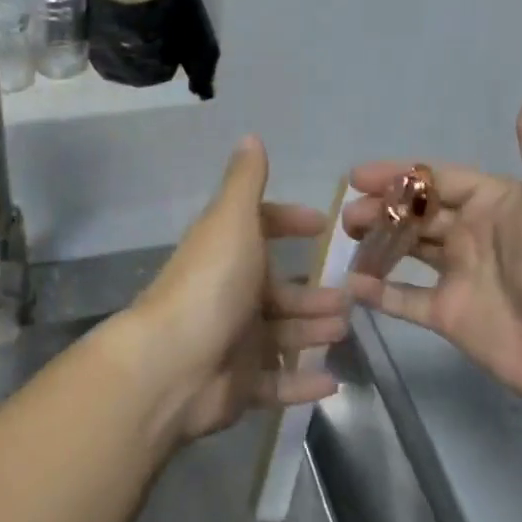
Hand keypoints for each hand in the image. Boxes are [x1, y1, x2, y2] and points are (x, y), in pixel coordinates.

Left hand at [124, 138, 349, 442]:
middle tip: (350, 295)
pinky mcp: (237, 385)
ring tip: (345, 330)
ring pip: (282, 334)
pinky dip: (302, 383)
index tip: (323, 226)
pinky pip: (277, 384)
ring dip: (313, 330)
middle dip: (312, 291)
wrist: (171, 365)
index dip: (289, 223)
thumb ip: (246, 181)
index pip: (260, 229)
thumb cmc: (211, 284)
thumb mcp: (232, 221)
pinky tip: (334, 382)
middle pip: (277, 289)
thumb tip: (250, 135)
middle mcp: (229, 292)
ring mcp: (232, 341)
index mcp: (227, 251)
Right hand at [344, 88, 521, 421]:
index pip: (436, 180)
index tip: (357, 176)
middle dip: (381, 208)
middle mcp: (475, 235)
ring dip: (376, 241)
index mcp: (494, 203)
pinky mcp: (451, 318)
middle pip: (417, 213)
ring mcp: (461, 278)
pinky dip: (379, 293)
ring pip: (408, 250)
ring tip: (344, 238)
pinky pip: (407, 300)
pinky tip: (350, 284)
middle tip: (347, 214)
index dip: (398, 175)